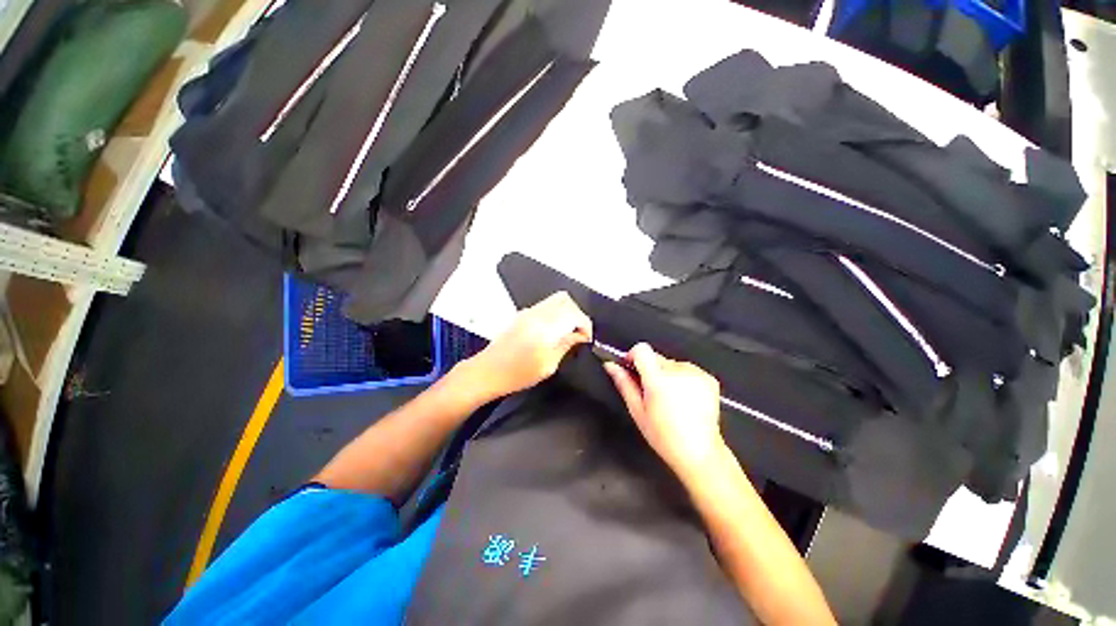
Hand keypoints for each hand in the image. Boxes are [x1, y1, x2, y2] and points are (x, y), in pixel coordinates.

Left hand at [464, 291, 592, 400]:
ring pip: (555, 299)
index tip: (587, 339)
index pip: (574, 313)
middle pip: (565, 299)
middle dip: (578, 314)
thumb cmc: (515, 374)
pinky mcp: (522, 314)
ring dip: (567, 312)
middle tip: (580, 333)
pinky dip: (556, 313)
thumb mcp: (548, 365)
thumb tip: (580, 336)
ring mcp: (527, 312)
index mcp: (545, 327)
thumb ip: (566, 345)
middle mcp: (536, 313)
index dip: (585, 325)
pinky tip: (555, 330)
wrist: (487, 371)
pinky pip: (545, 305)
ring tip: (569, 332)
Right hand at [604, 343, 724, 480]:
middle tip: (650, 393)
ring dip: (666, 374)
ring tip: (669, 399)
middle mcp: (678, 372)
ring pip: (670, 363)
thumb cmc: (665, 436)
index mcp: (658, 380)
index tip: (631, 368)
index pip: (641, 349)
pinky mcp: (708, 378)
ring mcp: (696, 374)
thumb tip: (611, 365)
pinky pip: (686, 369)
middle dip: (649, 370)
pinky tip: (683, 399)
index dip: (633, 356)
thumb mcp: (637, 411)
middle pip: (655, 357)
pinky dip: (682, 379)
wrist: (699, 452)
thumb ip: (624, 383)